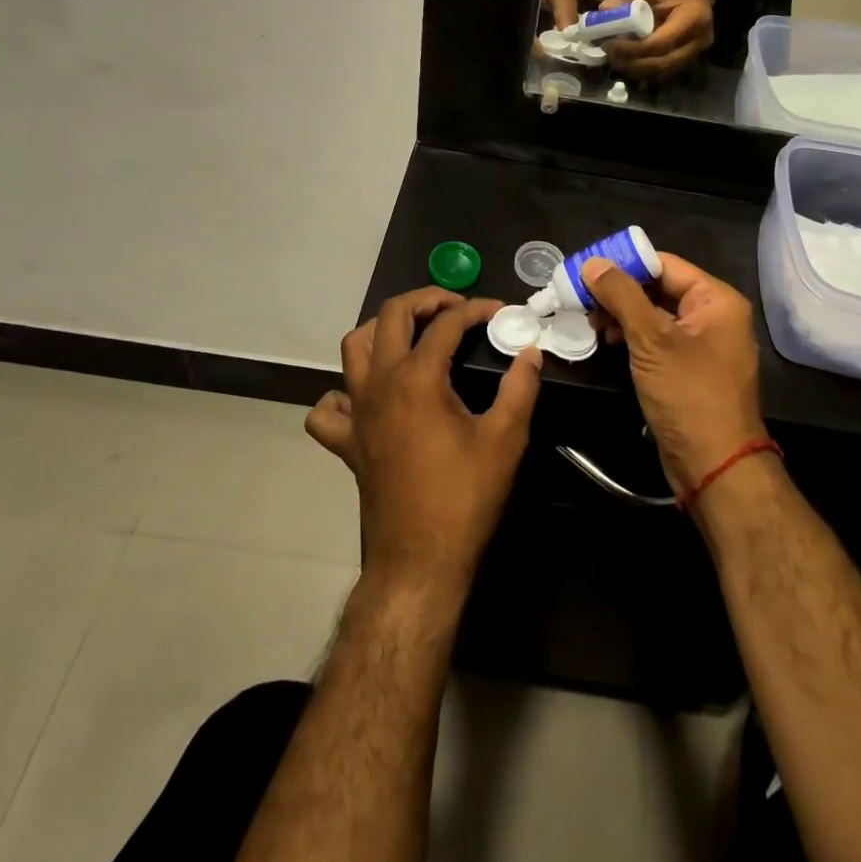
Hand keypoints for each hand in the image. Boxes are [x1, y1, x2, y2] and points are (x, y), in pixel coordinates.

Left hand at [309, 289, 542, 597]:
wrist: (419, 561)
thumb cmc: (465, 498)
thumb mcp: (505, 439)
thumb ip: (520, 387)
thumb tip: (531, 351)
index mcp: (417, 378)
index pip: (446, 323)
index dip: (476, 309)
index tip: (501, 312)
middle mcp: (379, 383)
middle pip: (391, 315)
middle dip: (425, 299)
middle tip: (455, 306)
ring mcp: (356, 412)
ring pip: (354, 347)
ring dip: (382, 329)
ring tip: (413, 334)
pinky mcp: (346, 442)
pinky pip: (329, 407)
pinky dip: (343, 393)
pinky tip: (368, 398)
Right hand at [582, 254, 766, 493]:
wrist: (714, 466)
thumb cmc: (688, 394)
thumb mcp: (651, 340)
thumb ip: (621, 296)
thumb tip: (592, 263)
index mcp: (716, 300)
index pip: (664, 265)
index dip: (625, 264)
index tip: (587, 270)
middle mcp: (713, 316)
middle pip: (659, 288)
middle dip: (620, 292)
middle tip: (582, 298)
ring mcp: (701, 344)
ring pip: (654, 314)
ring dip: (622, 314)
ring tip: (591, 322)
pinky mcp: (688, 368)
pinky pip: (657, 339)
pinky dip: (632, 336)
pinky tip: (608, 341)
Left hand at [602, 0, 714, 78]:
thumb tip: (605, 10)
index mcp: (694, 17)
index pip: (661, 43)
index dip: (632, 48)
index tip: (609, 44)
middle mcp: (700, 40)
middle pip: (662, 63)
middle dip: (632, 62)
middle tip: (609, 54)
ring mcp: (696, 53)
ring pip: (662, 72)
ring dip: (635, 69)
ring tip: (615, 58)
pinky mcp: (688, 60)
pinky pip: (663, 72)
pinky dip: (643, 69)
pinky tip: (627, 60)